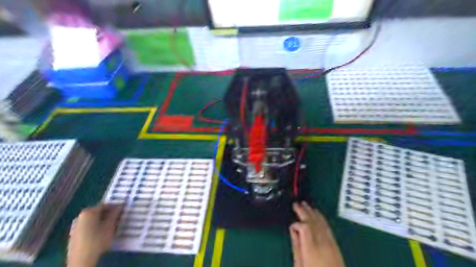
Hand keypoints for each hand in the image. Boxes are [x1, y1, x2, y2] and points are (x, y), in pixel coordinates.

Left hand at [68, 205, 121, 266]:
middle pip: (98, 212)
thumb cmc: (98, 239)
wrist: (81, 259)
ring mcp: (75, 226)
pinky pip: (88, 227)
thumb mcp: (110, 225)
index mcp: (88, 212)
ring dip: (102, 221)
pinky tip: (101, 233)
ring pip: (93, 220)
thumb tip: (119, 206)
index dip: (115, 207)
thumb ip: (115, 214)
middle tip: (118, 218)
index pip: (105, 205)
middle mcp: (80, 216)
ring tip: (111, 226)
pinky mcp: (74, 235)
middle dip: (108, 214)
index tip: (123, 210)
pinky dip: (95, 227)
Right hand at [290, 202, 346, 266]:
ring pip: (321, 222)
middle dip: (304, 211)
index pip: (304, 227)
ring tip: (306, 205)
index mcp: (312, 249)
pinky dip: (321, 219)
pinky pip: (327, 227)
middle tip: (297, 203)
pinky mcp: (335, 245)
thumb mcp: (300, 266)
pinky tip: (318, 215)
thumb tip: (293, 230)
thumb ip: (296, 246)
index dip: (297, 223)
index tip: (292, 225)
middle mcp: (323, 243)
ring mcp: (331, 243)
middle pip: (313, 222)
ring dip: (313, 212)